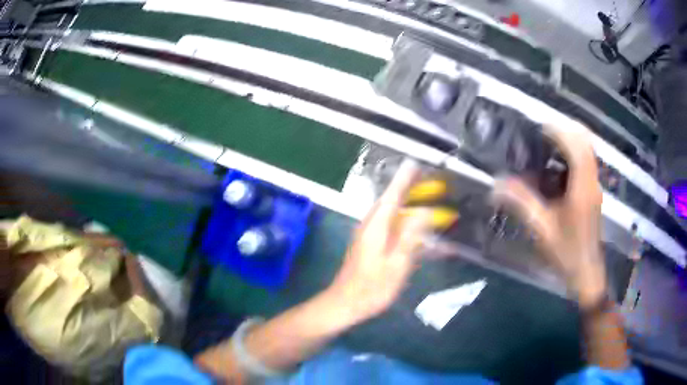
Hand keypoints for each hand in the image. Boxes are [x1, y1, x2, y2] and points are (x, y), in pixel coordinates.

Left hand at [325, 160, 434, 323]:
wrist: (346, 303)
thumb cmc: (372, 287)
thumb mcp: (396, 263)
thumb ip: (410, 236)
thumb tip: (424, 211)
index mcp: (376, 227)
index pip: (392, 196)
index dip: (404, 180)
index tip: (414, 164)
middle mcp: (370, 226)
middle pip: (390, 201)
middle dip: (405, 188)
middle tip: (422, 178)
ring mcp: (367, 236)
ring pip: (389, 214)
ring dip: (404, 204)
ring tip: (420, 197)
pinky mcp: (368, 246)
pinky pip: (387, 227)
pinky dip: (400, 222)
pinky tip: (411, 227)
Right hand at [492, 126, 605, 307]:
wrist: (586, 272)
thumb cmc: (566, 252)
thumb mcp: (542, 228)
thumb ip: (522, 203)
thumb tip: (497, 184)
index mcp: (583, 186)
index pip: (575, 144)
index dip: (558, 131)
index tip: (538, 128)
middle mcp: (592, 180)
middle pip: (585, 141)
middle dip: (565, 130)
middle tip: (542, 133)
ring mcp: (594, 185)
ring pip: (587, 150)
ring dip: (569, 141)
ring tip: (547, 145)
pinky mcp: (592, 192)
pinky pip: (585, 163)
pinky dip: (572, 155)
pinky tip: (556, 167)